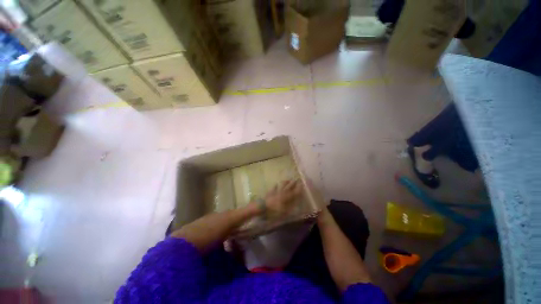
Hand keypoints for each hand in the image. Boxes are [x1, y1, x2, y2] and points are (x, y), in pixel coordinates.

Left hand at [262, 180, 302, 216]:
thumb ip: (290, 207)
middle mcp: (282, 193)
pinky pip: (274, 187)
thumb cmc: (273, 211)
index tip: (302, 184)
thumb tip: (296, 205)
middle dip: (293, 183)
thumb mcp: (284, 212)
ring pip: (282, 185)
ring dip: (285, 182)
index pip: (294, 192)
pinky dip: (276, 186)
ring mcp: (275, 191)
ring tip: (288, 180)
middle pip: (288, 186)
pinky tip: (276, 184)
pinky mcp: (270, 192)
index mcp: (286, 197)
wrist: (262, 207)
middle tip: (296, 179)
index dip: (298, 188)